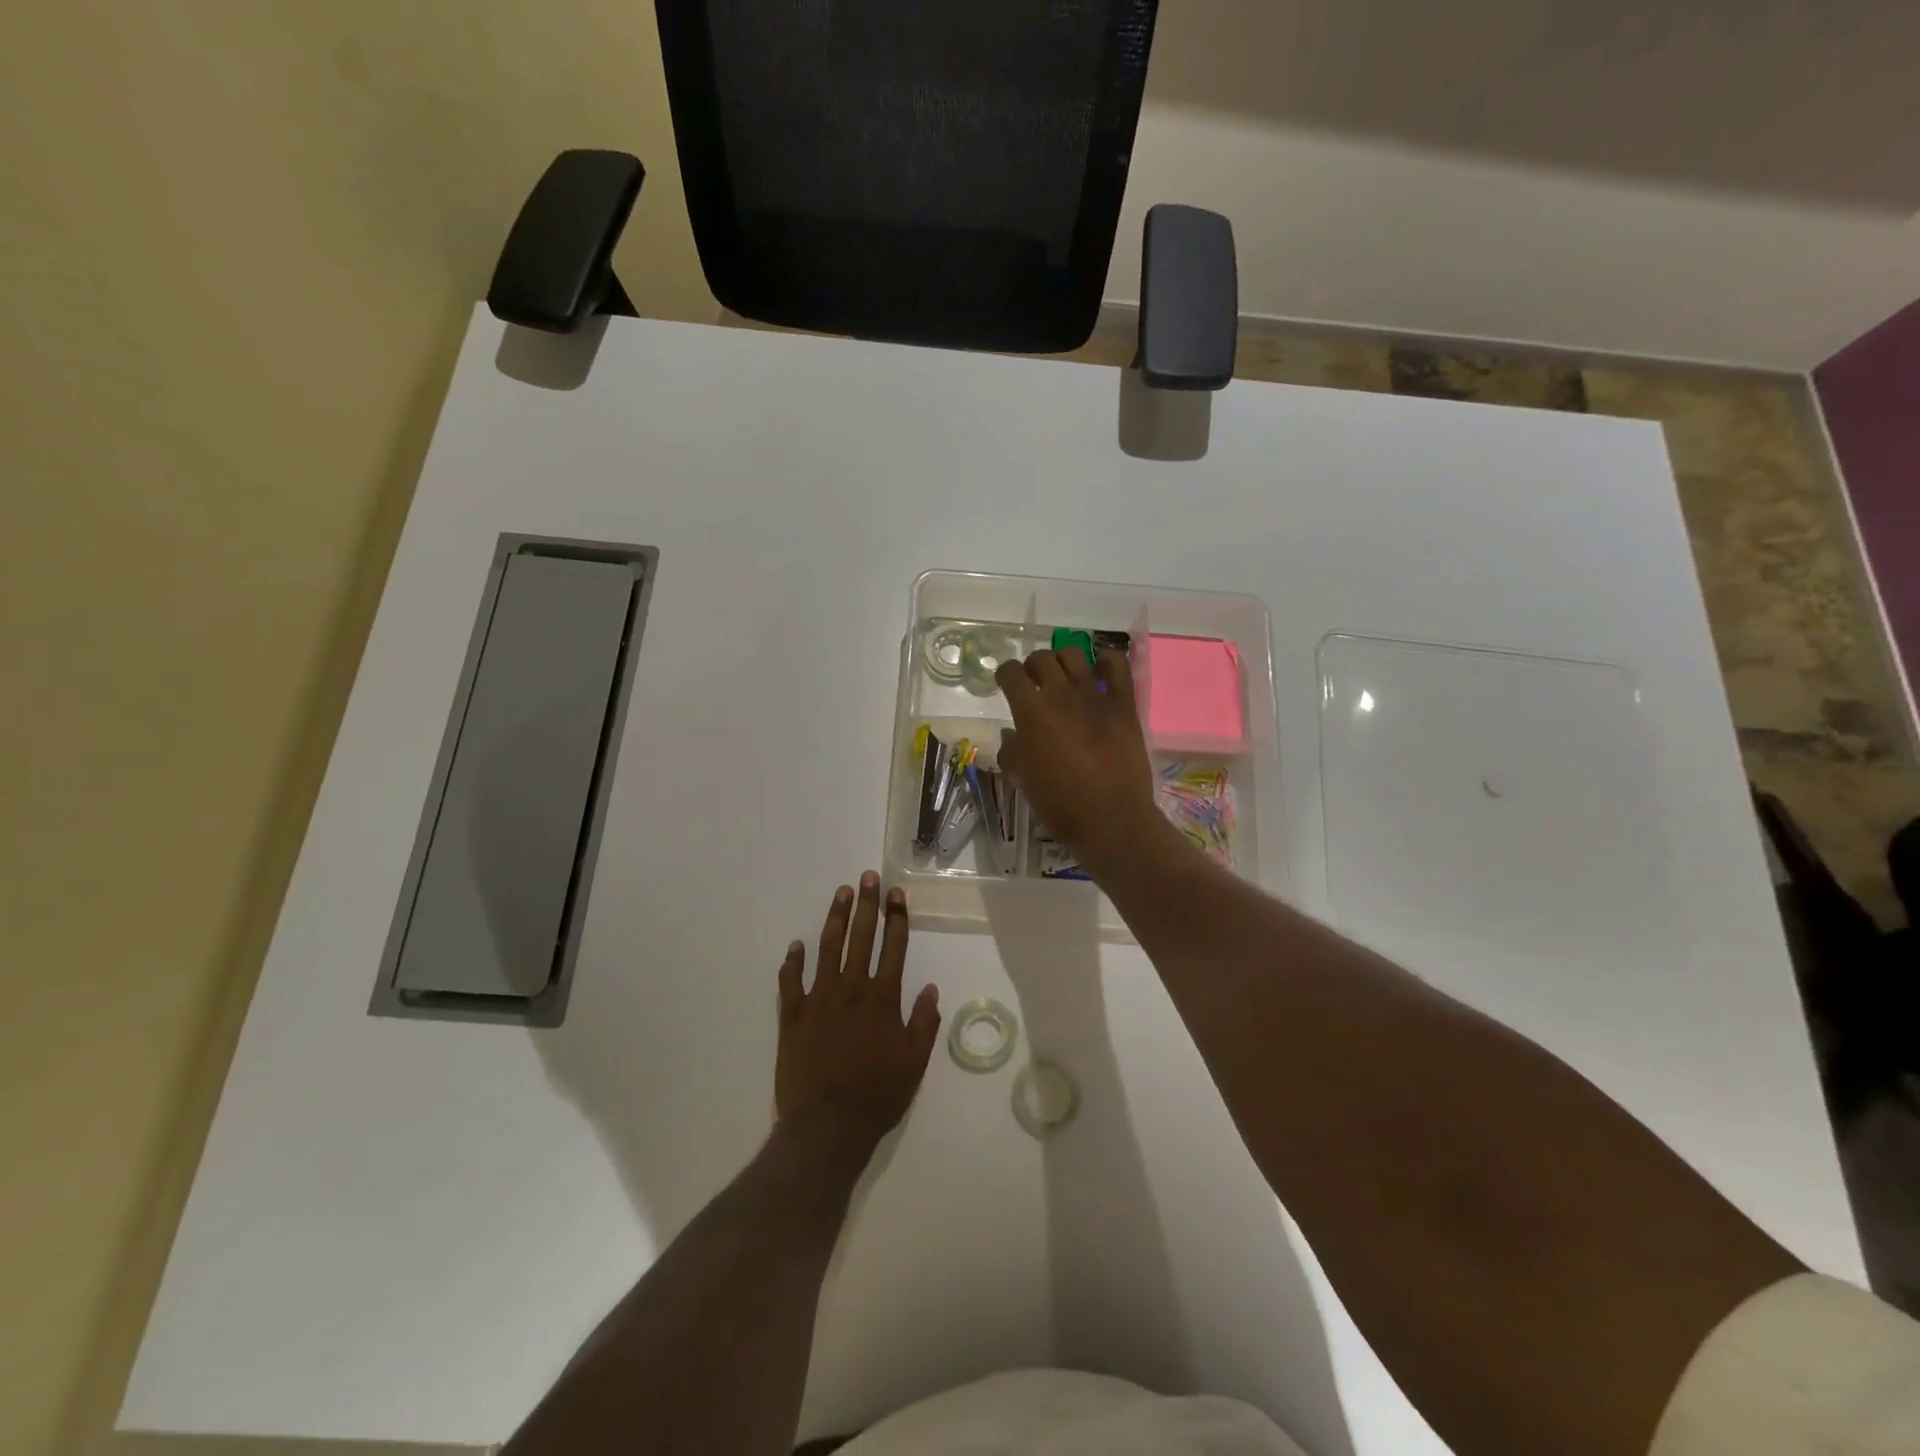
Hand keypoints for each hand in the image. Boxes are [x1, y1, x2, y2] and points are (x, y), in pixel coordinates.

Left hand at [776, 873, 940, 1153]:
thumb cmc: (877, 1096)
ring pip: (827, 949)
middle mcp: (851, 989)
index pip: (893, 947)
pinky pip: (791, 982)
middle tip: (866, 877)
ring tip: (840, 894)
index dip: (896, 918)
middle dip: (866, 904)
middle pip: (861, 937)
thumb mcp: (914, 1064)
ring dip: (835, 919)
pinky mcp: (793, 1016)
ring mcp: (819, 1000)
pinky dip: (793, 962)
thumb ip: (924, 1023)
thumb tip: (932, 988)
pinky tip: (796, 945)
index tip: (896, 894)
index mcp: (882, 999)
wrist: (826, 1127)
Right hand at [995, 648, 1170, 881]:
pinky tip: (1100, 668)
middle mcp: (1060, 695)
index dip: (1004, 674)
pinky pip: (1117, 666)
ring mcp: (1095, 696)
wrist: (1110, 818)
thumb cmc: (1060, 803)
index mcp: (1031, 712)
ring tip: (1064, 676)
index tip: (1005, 683)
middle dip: (1032, 666)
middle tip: (1034, 682)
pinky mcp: (1123, 704)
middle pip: (1041, 659)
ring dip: (1063, 660)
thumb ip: (1012, 751)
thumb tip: (1012, 734)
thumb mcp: (1023, 780)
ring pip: (1074, 655)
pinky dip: (1106, 660)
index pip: (1011, 673)